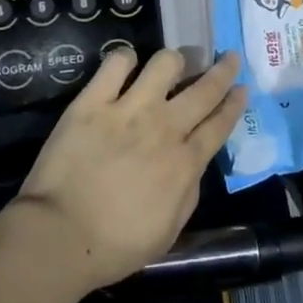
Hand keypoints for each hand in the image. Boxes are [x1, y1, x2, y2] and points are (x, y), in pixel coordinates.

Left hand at [13, 47, 245, 289]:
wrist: (60, 236)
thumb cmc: (116, 245)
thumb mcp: (169, 231)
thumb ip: (188, 192)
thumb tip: (192, 164)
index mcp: (184, 163)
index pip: (219, 124)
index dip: (234, 103)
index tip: (242, 88)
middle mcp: (164, 128)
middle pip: (203, 89)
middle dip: (222, 70)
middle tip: (228, 57)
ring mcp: (129, 110)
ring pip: (164, 64)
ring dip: (174, 61)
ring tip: (173, 64)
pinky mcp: (94, 101)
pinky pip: (116, 63)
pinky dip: (125, 58)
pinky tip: (127, 63)